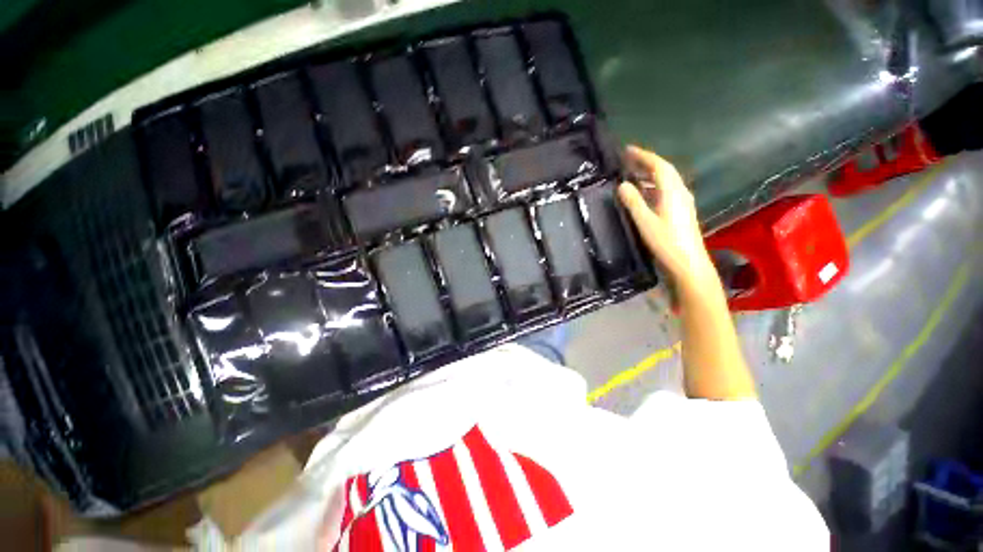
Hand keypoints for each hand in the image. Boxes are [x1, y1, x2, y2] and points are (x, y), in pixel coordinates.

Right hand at [617, 146, 717, 292]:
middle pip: (664, 170)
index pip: (658, 166)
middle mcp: (680, 192)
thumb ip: (633, 202)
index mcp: (672, 191)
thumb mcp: (645, 222)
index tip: (627, 150)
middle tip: (627, 160)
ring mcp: (682, 201)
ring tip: (632, 174)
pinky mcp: (681, 210)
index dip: (643, 156)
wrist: (688, 262)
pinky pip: (666, 190)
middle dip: (646, 162)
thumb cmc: (666, 242)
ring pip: (666, 180)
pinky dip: (654, 186)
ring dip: (650, 174)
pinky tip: (644, 193)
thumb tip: (622, 185)